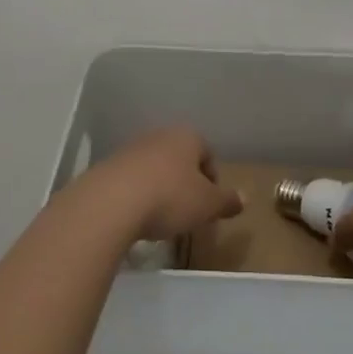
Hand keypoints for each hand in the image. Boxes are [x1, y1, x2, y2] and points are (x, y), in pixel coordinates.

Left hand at [70, 125, 242, 241]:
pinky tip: (137, 217)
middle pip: (179, 158)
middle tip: (188, 211)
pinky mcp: (108, 167)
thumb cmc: (170, 198)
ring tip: (161, 217)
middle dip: (186, 183)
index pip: (207, 153)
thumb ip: (226, 201)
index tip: (210, 205)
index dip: (213, 180)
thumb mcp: (207, 205)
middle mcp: (159, 136)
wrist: (110, 203)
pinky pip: (131, 180)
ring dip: (160, 188)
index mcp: (187, 137)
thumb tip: (244, 199)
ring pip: (154, 168)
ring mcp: (130, 149)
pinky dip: (138, 195)